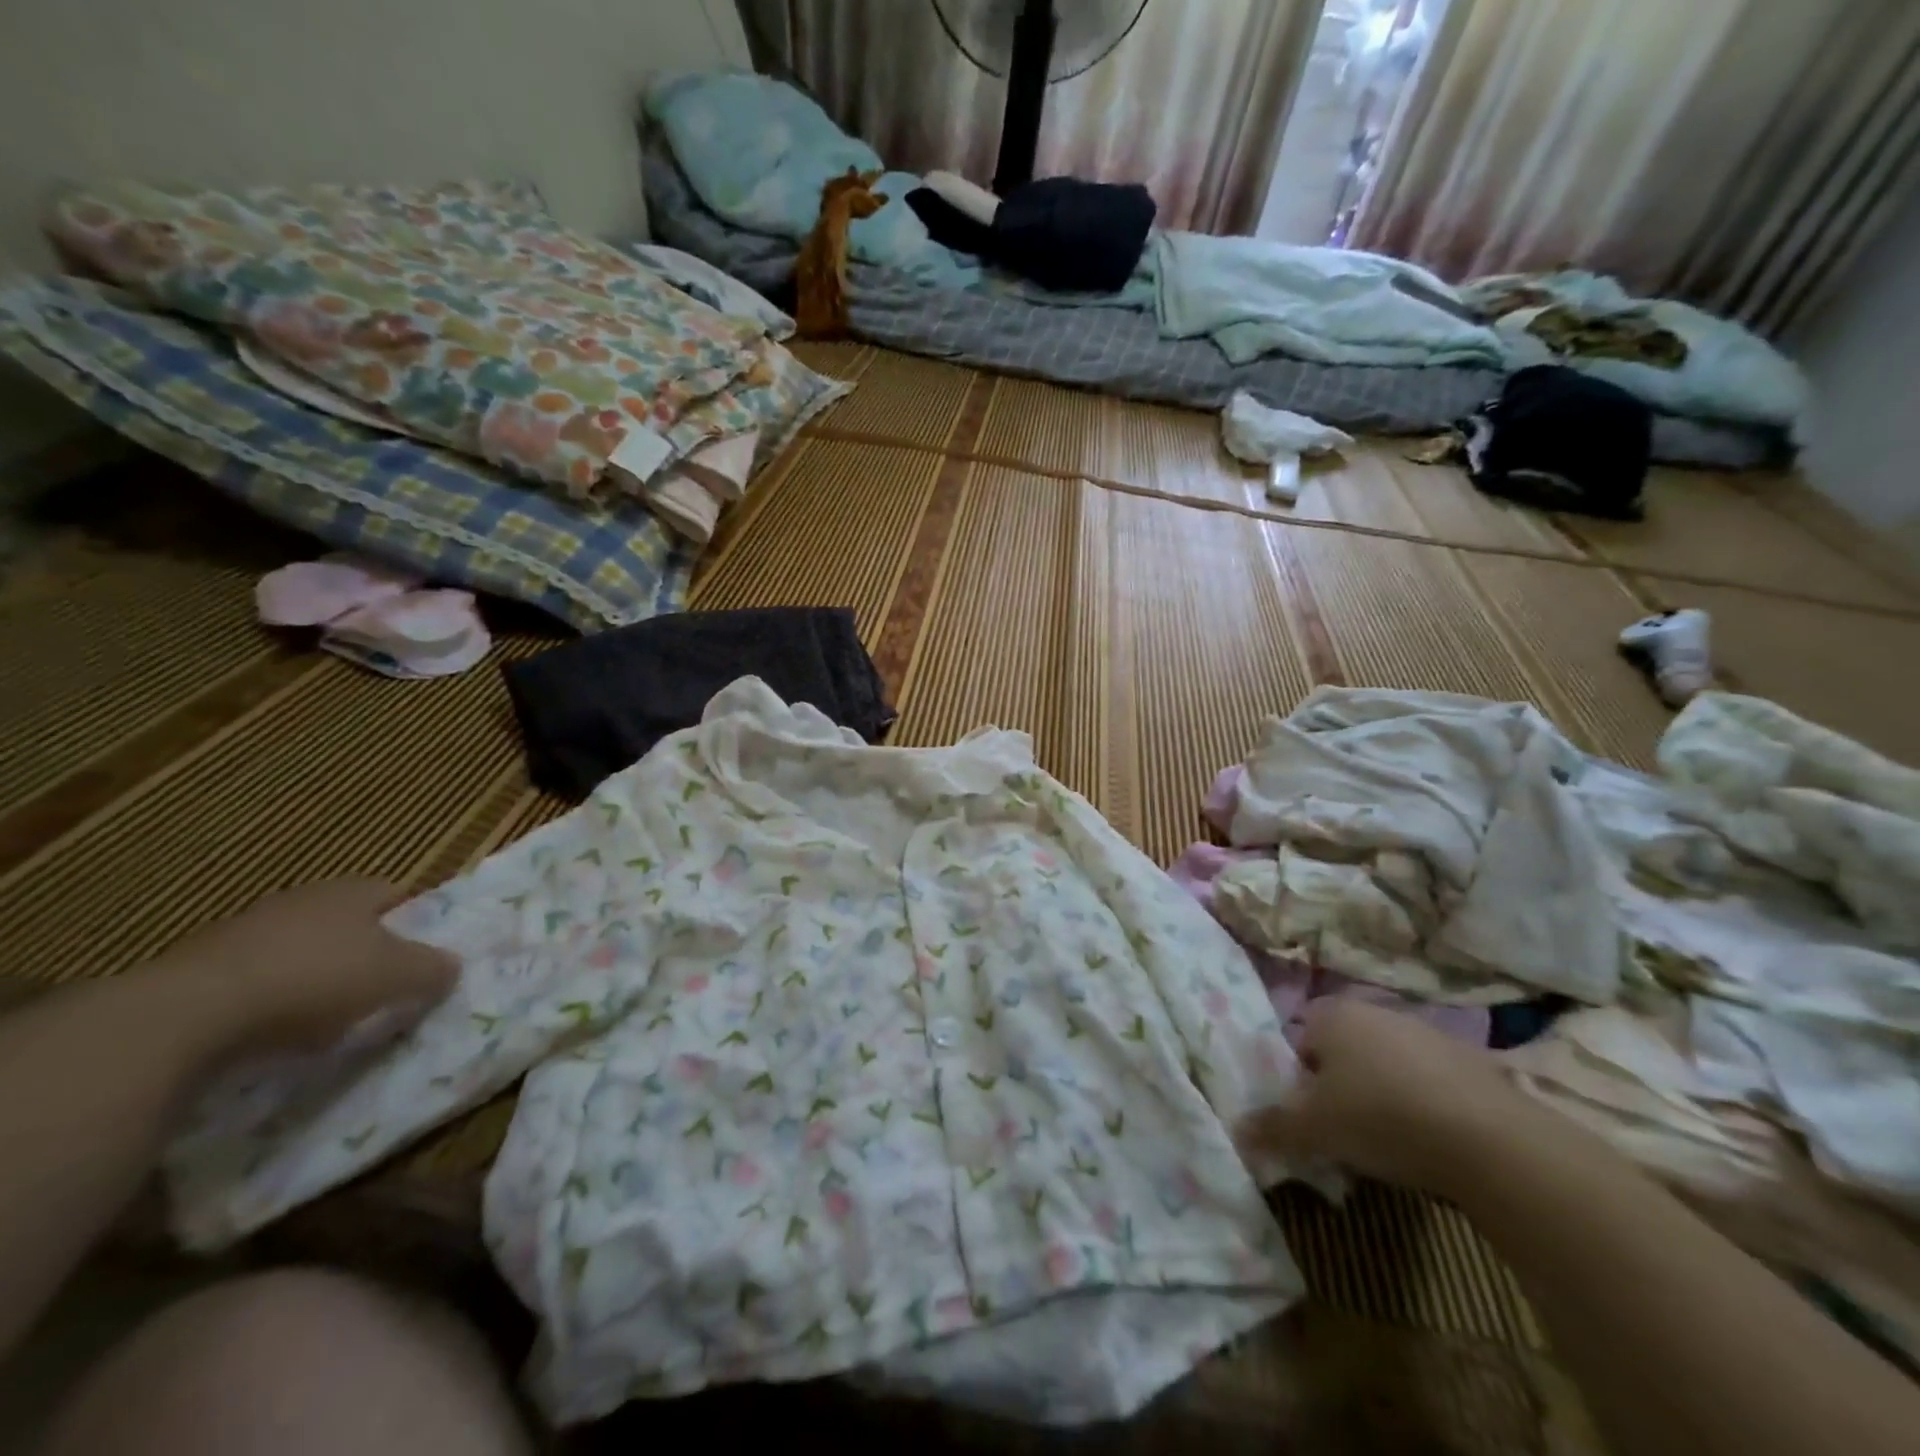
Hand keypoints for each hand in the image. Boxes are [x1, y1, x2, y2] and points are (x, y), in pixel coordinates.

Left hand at [141, 880, 458, 1055]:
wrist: (188, 1014)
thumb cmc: (316, 979)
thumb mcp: (397, 976)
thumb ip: (433, 968)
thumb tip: (454, 965)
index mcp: (353, 890)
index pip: (398, 894)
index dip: (417, 921)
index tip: (426, 953)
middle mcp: (303, 899)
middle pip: (349, 922)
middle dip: (368, 951)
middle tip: (385, 987)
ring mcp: (247, 931)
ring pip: (303, 950)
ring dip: (319, 977)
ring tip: (333, 1018)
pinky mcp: (202, 969)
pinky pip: (259, 980)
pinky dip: (275, 1001)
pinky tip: (279, 1032)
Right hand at [1238, 999, 1529, 1198]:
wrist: (1490, 1140)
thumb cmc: (1380, 1117)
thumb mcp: (1314, 1129)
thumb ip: (1272, 1127)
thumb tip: (1237, 1131)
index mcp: (1331, 1013)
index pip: (1298, 1039)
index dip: (1298, 1078)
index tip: (1309, 1115)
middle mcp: (1375, 1010)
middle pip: (1343, 1050)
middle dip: (1340, 1086)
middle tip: (1344, 1131)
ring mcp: (1426, 1032)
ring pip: (1387, 1064)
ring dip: (1384, 1094)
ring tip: (1391, 1143)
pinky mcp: (1471, 1061)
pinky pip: (1430, 1081)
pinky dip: (1425, 1104)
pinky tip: (1433, 1141)